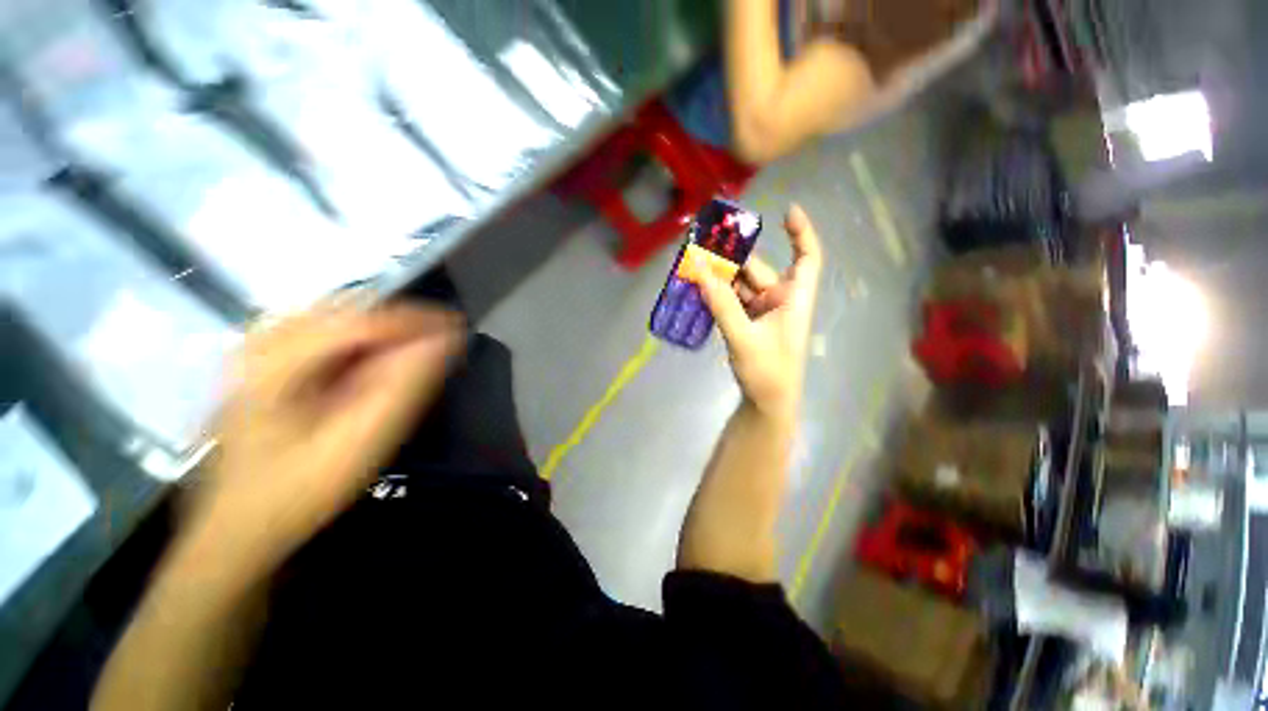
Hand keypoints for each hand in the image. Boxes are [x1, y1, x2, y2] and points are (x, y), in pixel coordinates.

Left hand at [188, 301, 463, 572]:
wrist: (239, 529)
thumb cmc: (299, 491)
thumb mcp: (360, 442)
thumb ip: (404, 387)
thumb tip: (444, 342)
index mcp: (276, 362)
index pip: (360, 320)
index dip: (415, 320)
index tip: (458, 327)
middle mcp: (261, 343)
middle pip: (347, 311)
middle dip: (400, 323)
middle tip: (440, 341)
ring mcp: (257, 351)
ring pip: (336, 318)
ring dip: (383, 330)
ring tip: (418, 348)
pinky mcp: (262, 364)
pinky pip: (323, 335)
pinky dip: (361, 341)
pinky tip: (378, 360)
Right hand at [697, 204, 823, 415]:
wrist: (767, 404)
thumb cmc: (768, 372)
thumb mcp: (743, 337)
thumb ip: (721, 303)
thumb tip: (700, 269)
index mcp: (793, 299)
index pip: (807, 258)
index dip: (801, 234)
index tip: (786, 212)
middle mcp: (780, 300)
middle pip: (757, 270)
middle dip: (731, 260)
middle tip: (701, 247)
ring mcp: (762, 312)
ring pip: (740, 286)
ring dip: (719, 279)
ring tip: (692, 267)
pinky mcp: (748, 323)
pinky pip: (732, 302)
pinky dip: (717, 296)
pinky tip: (698, 290)